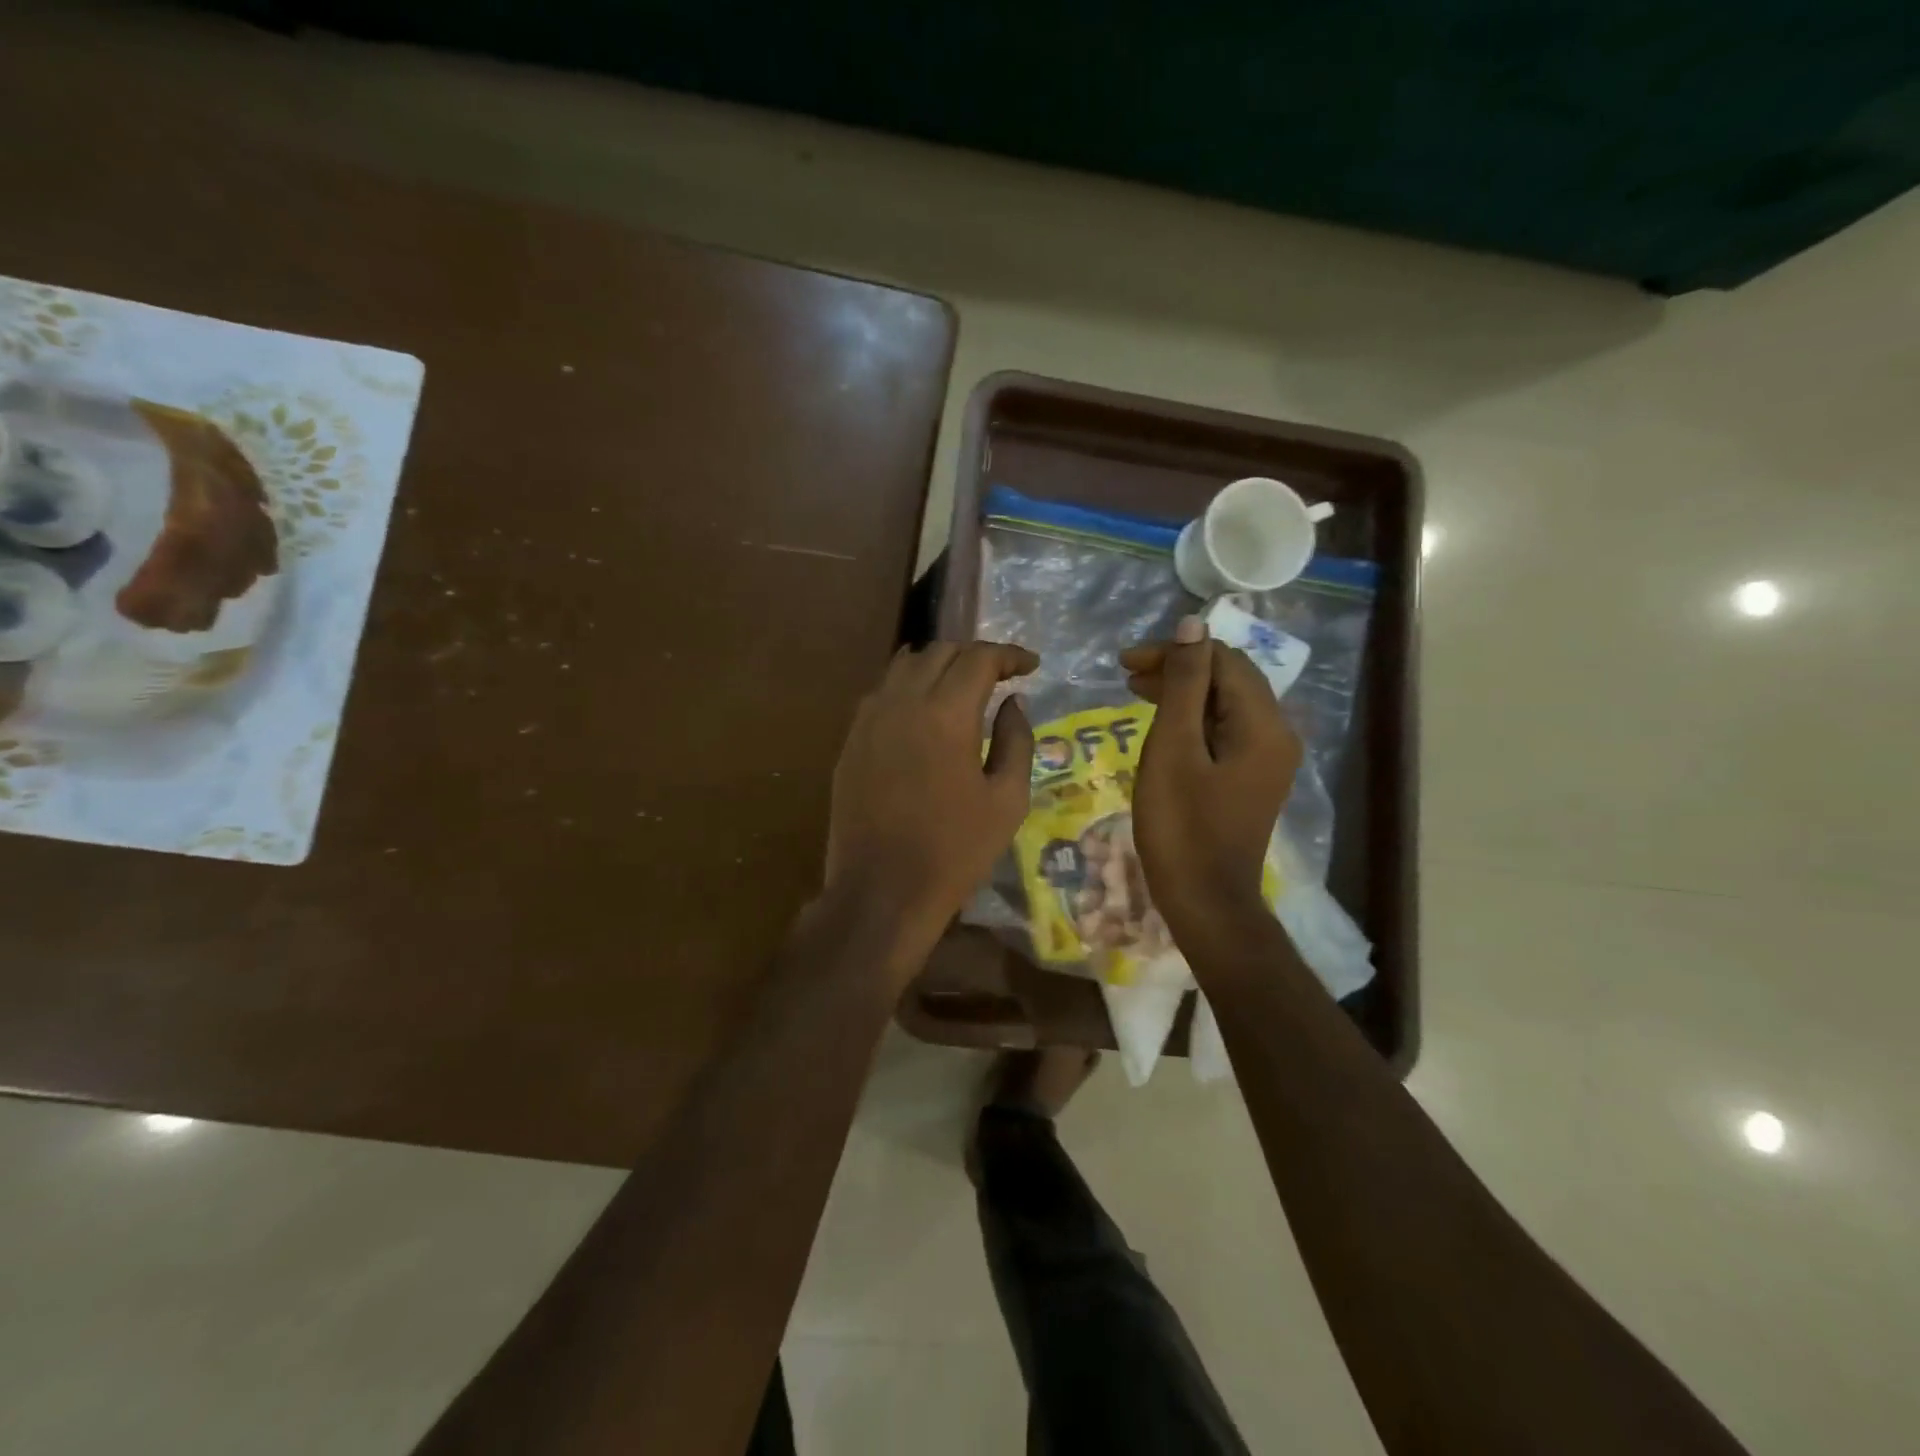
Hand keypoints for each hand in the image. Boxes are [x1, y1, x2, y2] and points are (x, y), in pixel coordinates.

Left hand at [826, 641, 1036, 955]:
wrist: (882, 890)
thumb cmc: (955, 850)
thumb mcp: (1007, 800)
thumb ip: (1016, 740)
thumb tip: (1013, 702)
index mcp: (945, 715)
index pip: (979, 658)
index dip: (1009, 655)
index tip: (1031, 666)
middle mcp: (902, 702)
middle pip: (939, 652)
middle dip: (975, 656)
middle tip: (1000, 675)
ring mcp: (869, 719)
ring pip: (904, 665)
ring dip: (938, 665)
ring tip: (961, 685)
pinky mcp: (851, 740)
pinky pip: (881, 693)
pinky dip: (908, 687)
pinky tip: (923, 712)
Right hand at [1121, 616, 1301, 938]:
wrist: (1205, 900)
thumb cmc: (1181, 825)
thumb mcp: (1173, 748)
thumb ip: (1184, 683)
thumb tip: (1193, 623)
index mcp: (1263, 724)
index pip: (1223, 660)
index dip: (1175, 651)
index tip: (1125, 663)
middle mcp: (1276, 734)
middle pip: (1228, 679)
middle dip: (1178, 669)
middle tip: (1126, 675)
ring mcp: (1267, 759)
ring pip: (1224, 705)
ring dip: (1182, 692)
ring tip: (1136, 692)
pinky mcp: (1251, 778)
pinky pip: (1224, 731)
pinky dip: (1192, 720)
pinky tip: (1162, 724)